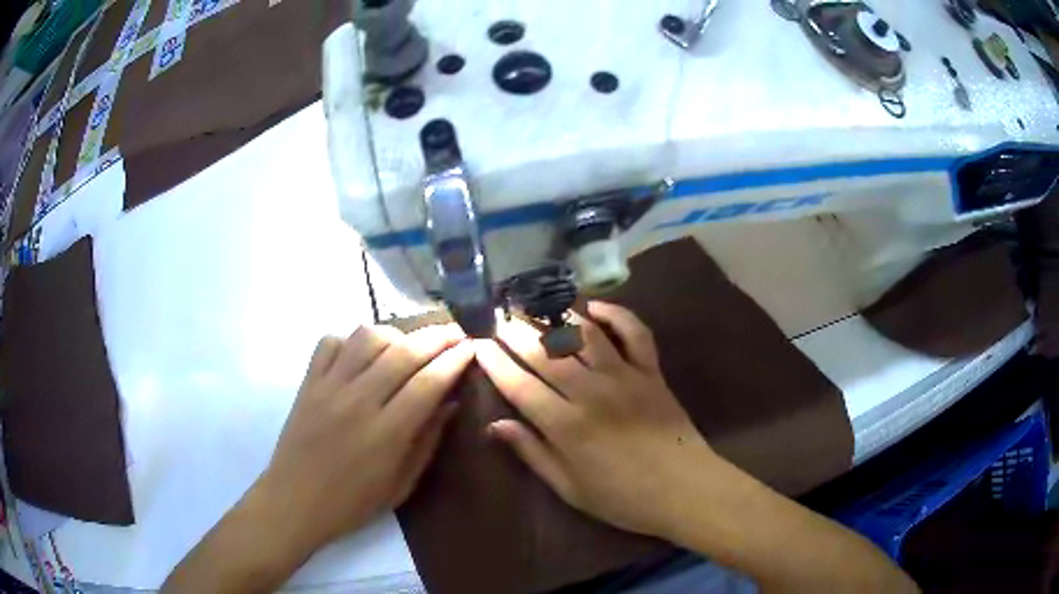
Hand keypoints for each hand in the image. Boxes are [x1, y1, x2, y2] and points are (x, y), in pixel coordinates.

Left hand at [257, 324, 472, 550]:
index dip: (454, 361)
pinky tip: (362, 353)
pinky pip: (330, 342)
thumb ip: (427, 441)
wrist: (294, 502)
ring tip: (408, 344)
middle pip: (403, 352)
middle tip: (455, 333)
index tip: (472, 347)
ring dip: (396, 334)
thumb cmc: (352, 503)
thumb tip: (450, 403)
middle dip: (436, 337)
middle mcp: (358, 401)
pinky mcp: (307, 382)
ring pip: (366, 337)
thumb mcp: (401, 485)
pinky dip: (350, 339)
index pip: (428, 383)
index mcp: (386, 433)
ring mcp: (328, 387)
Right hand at [475, 302, 721, 539]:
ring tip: (534, 303)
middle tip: (498, 316)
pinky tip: (593, 307)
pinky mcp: (651, 371)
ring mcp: (624, 376)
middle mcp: (590, 392)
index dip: (494, 362)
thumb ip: (531, 452)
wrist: (684, 489)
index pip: (519, 385)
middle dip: (516, 331)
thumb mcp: (568, 487)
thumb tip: (494, 426)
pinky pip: (635, 333)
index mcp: (566, 426)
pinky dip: (616, 314)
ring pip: (583, 334)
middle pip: (544, 352)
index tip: (478, 343)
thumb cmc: (622, 497)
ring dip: (555, 314)